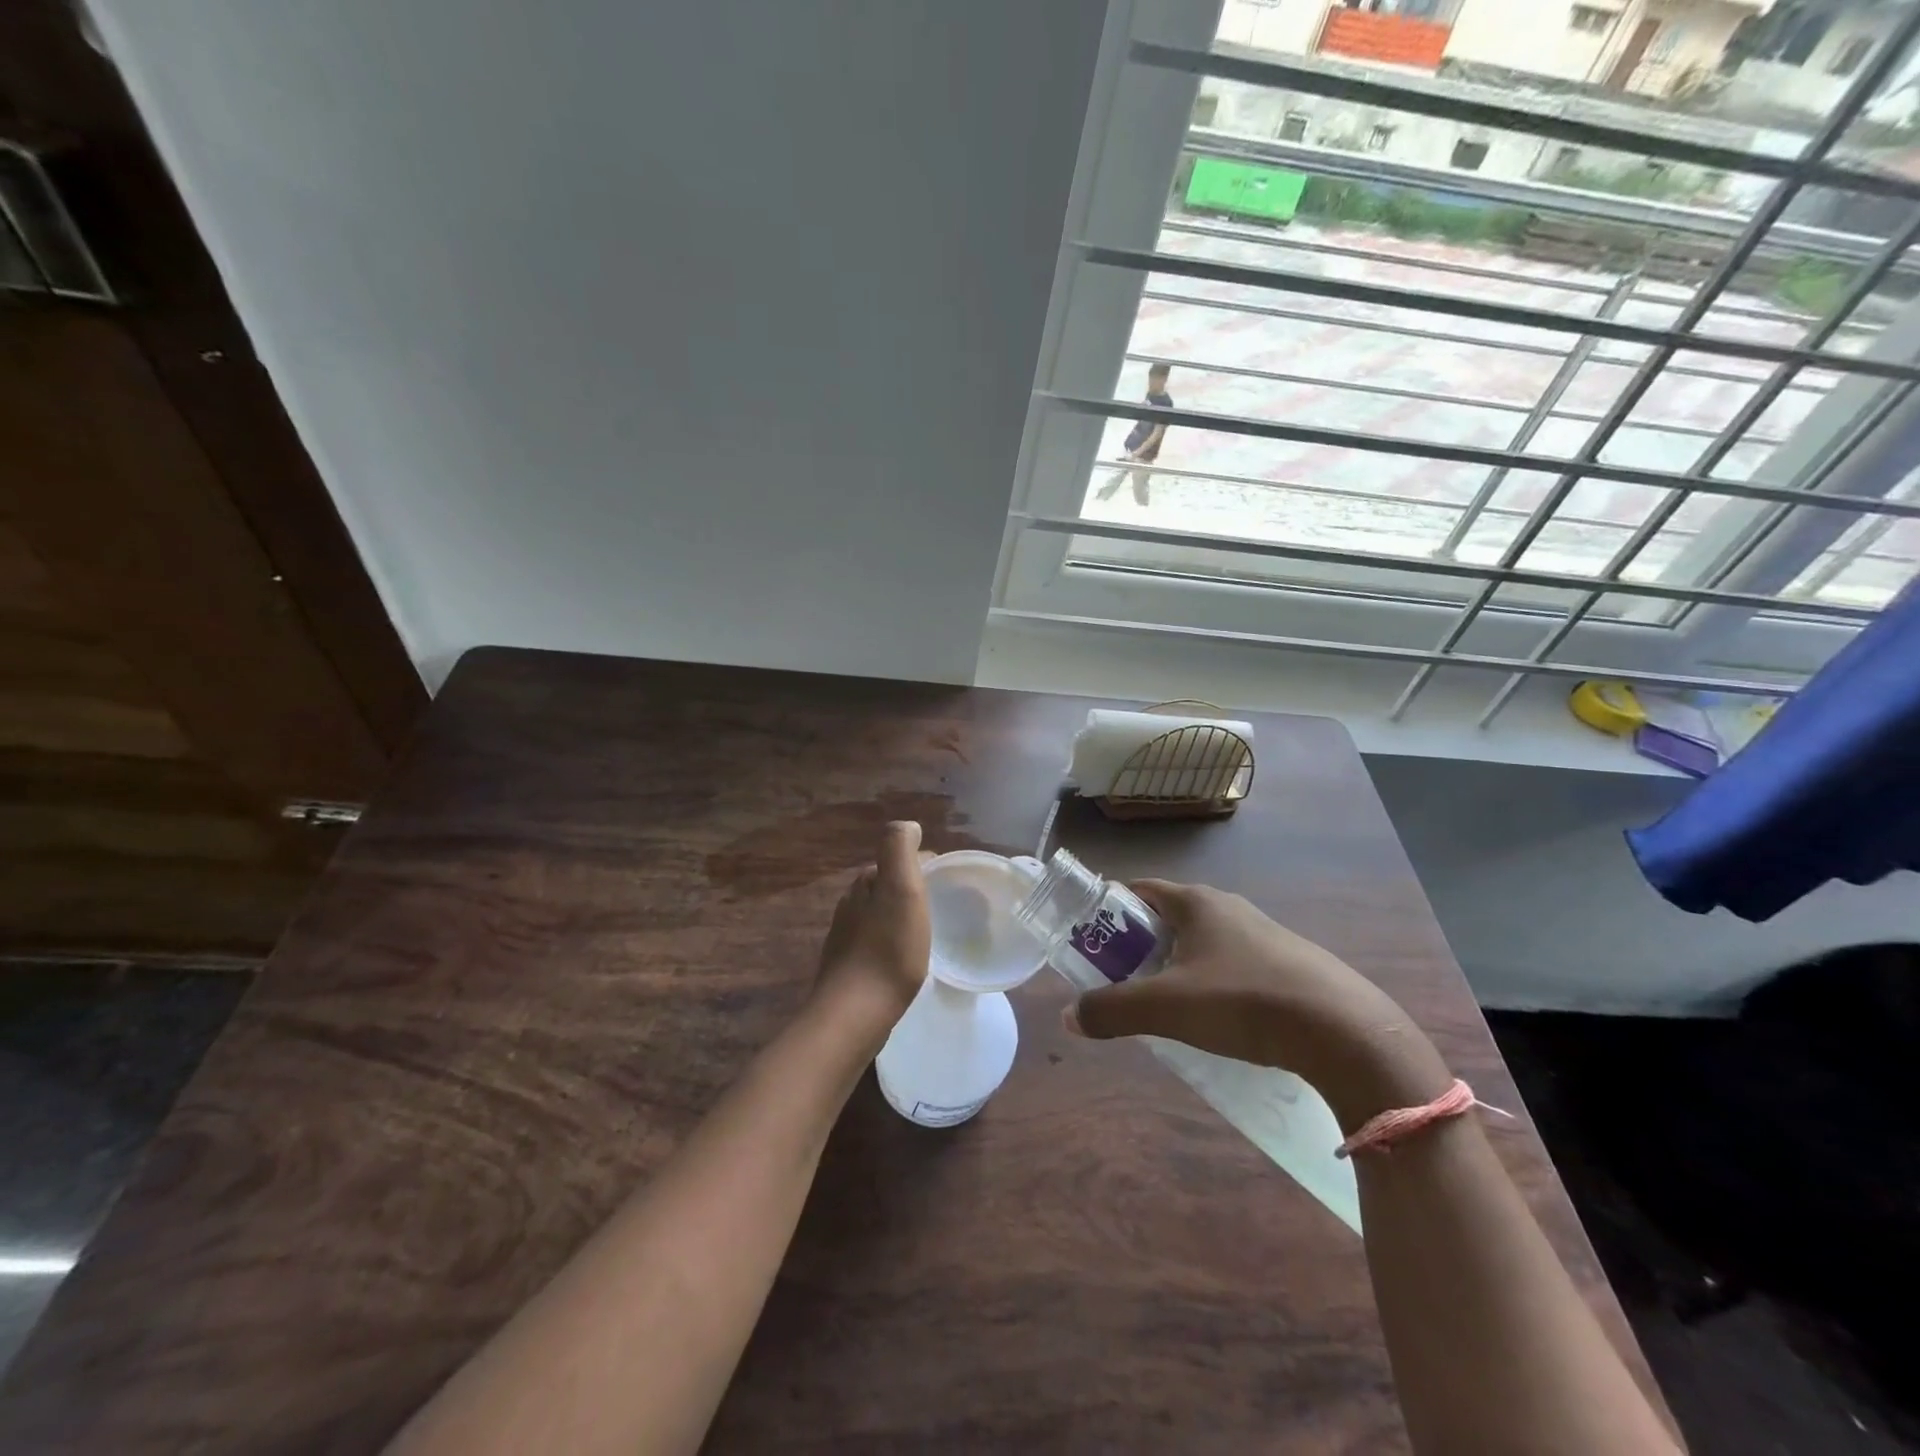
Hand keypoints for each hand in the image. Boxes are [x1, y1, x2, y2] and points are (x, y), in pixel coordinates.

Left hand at [812, 821, 930, 1037]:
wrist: (856, 1014)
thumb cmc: (888, 949)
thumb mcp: (901, 888)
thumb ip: (900, 849)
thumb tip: (907, 824)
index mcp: (864, 884)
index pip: (897, 861)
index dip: (925, 866)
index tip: (950, 883)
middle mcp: (850, 906)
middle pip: (888, 887)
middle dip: (913, 890)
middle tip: (945, 908)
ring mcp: (847, 938)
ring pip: (881, 915)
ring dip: (903, 917)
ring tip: (930, 933)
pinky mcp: (849, 968)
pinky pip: (877, 943)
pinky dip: (893, 942)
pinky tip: (907, 959)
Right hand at [1065, 880, 1447, 1121]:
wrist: (1346, 1033)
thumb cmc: (1244, 1003)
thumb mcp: (1167, 1009)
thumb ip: (1111, 1010)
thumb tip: (1069, 1017)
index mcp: (1195, 902)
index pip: (1137, 890)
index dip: (1108, 912)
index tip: (1091, 945)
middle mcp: (1227, 907)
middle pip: (1166, 919)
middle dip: (1138, 948)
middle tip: (1123, 985)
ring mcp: (1263, 934)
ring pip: (1201, 944)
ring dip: (1176, 969)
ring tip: (1167, 1010)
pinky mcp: (1288, 963)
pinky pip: (1233, 965)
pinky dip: (1212, 985)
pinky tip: (1219, 1023)